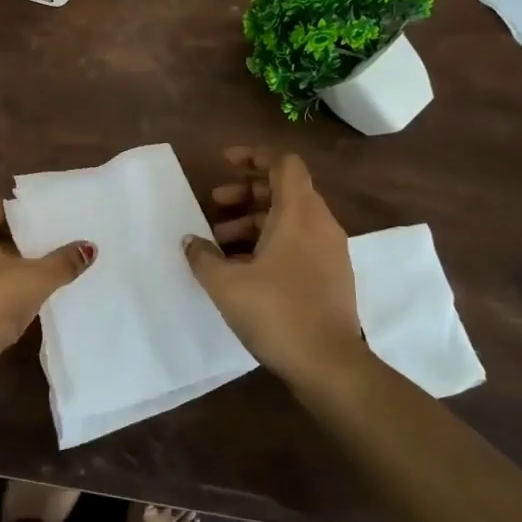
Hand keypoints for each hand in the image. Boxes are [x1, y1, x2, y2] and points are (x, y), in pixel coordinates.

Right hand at [184, 147, 363, 388]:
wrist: (329, 365)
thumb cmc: (277, 312)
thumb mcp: (226, 283)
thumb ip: (203, 256)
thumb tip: (190, 241)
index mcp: (299, 213)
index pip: (283, 163)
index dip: (254, 155)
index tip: (225, 162)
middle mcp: (320, 224)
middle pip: (285, 189)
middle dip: (247, 191)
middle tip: (214, 204)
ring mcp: (330, 251)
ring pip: (290, 218)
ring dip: (254, 220)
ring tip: (220, 242)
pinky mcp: (331, 276)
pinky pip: (299, 242)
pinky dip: (270, 242)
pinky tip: (243, 268)